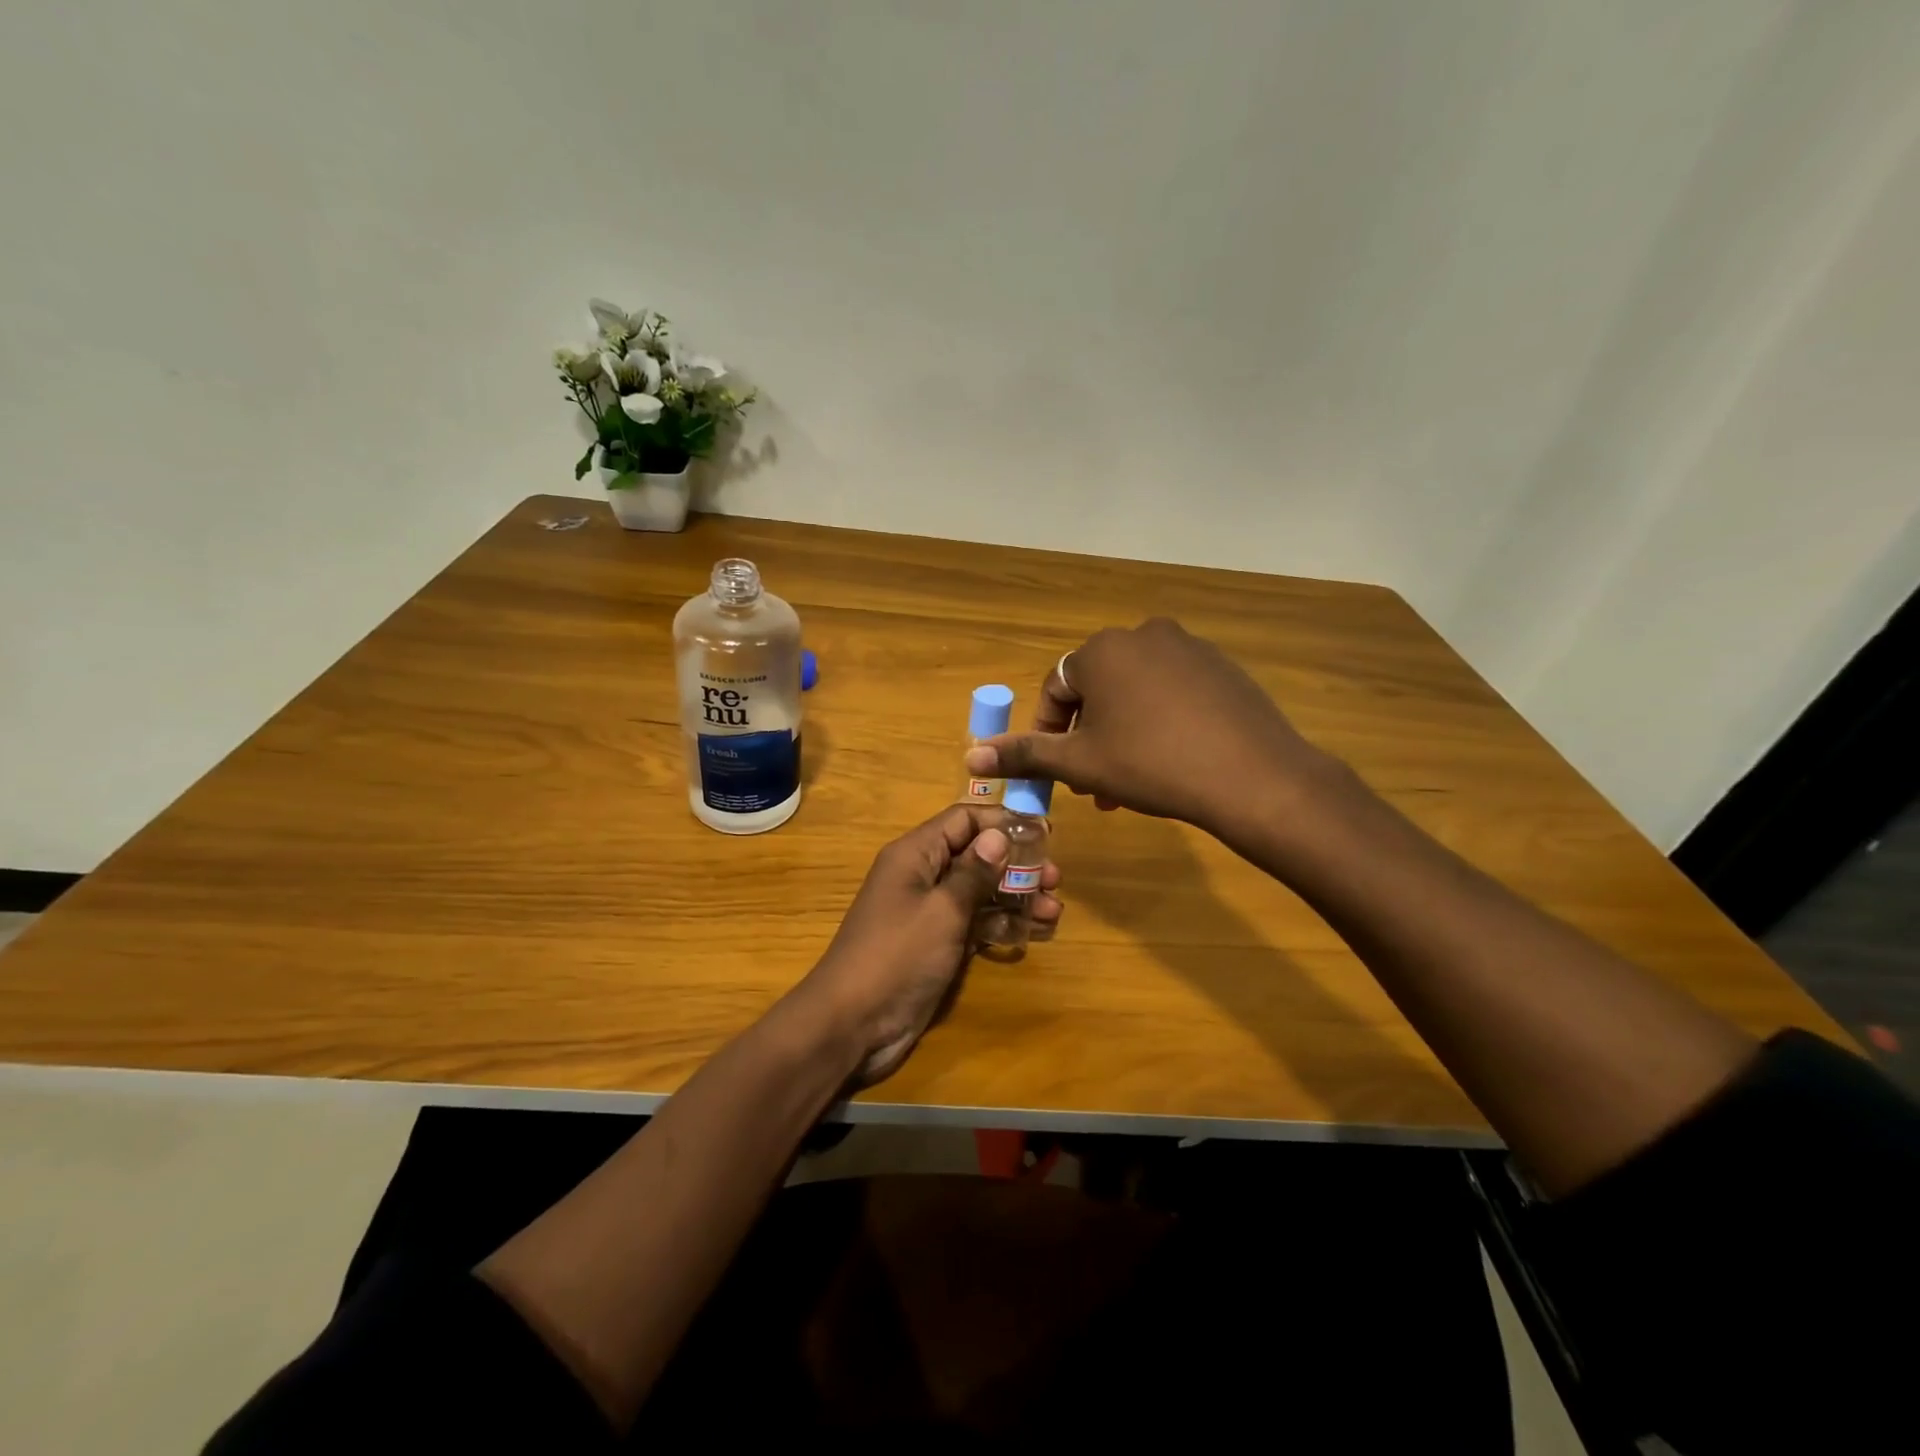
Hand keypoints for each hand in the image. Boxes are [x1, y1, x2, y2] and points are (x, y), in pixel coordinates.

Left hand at [803, 805, 1062, 1084]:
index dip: (1003, 822)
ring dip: (1016, 898)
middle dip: (1016, 864)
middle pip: (976, 855)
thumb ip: (974, 872)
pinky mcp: (937, 944)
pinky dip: (1002, 925)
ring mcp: (930, 912)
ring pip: (980, 892)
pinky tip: (1034, 933)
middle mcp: (922, 875)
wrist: (852, 1023)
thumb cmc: (897, 956)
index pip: (964, 820)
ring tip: (1054, 911)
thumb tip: (999, 834)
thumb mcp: (941, 910)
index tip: (1045, 832)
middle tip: (1055, 878)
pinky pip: (975, 923)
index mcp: (915, 854)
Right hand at [965, 617, 1349, 839]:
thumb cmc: (1150, 765)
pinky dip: (1159, 722)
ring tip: (1128, 784)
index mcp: (1102, 649)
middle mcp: (1142, 634)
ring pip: (1135, 694)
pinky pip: (1173, 692)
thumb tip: (972, 755)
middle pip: (1097, 691)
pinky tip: (1171, 761)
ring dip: (1121, 735)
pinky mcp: (1222, 667)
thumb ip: (1025, 754)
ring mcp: (1188, 648)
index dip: (1050, 733)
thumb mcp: (1080, 763)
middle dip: (1088, 739)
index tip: (1059, 771)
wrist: (1251, 776)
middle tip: (1094, 785)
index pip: (1056, 689)